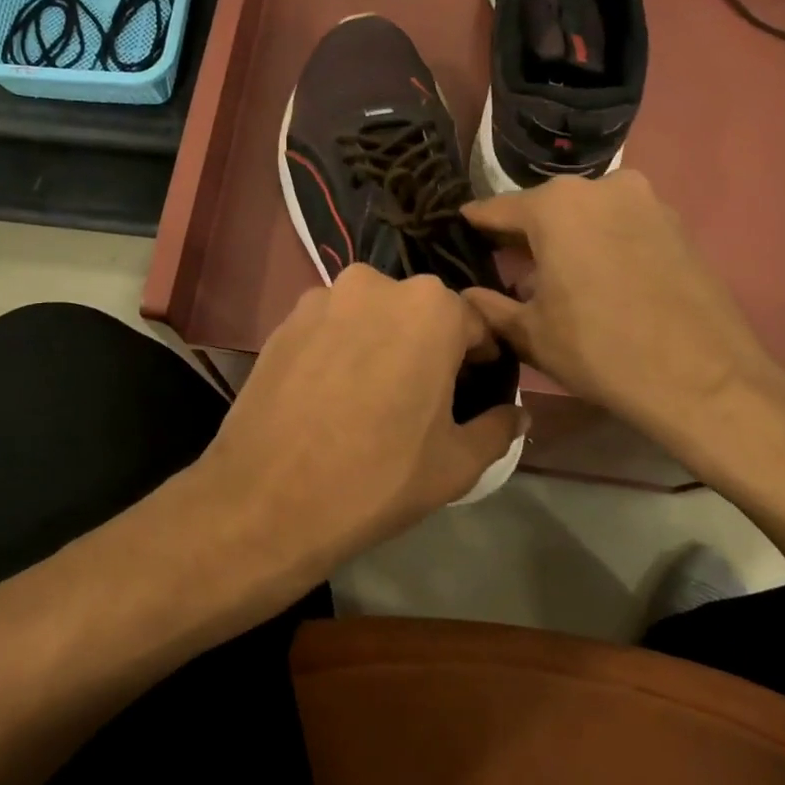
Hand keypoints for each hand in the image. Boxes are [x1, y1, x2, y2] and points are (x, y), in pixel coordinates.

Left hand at [185, 264, 526, 589]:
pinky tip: (332, 395)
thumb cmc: (377, 477)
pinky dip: (342, 349)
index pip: (474, 324)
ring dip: (382, 344)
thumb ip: (498, 427)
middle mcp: (376, 284)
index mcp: (430, 308)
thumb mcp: (456, 463)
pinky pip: (332, 327)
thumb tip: (517, 414)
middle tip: (423, 398)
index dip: (480, 360)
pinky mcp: (284, 319)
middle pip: (420, 313)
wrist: (267, 499)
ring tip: (372, 397)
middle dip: (429, 347)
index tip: (474, 391)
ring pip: (372, 316)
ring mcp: (322, 297)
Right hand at [461, 171, 784, 470]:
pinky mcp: (676, 222)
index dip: (474, 226)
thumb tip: (466, 296)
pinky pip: (621, 225)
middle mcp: (600, 187)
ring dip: (565, 238)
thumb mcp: (530, 334)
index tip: (458, 236)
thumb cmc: (600, 350)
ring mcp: (645, 201)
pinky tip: (598, 280)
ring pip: (586, 214)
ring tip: (554, 277)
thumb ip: (489, 306)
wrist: (703, 379)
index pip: (497, 209)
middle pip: (545, 208)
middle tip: (504, 266)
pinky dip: (601, 243)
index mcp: (555, 206)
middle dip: (523, 235)